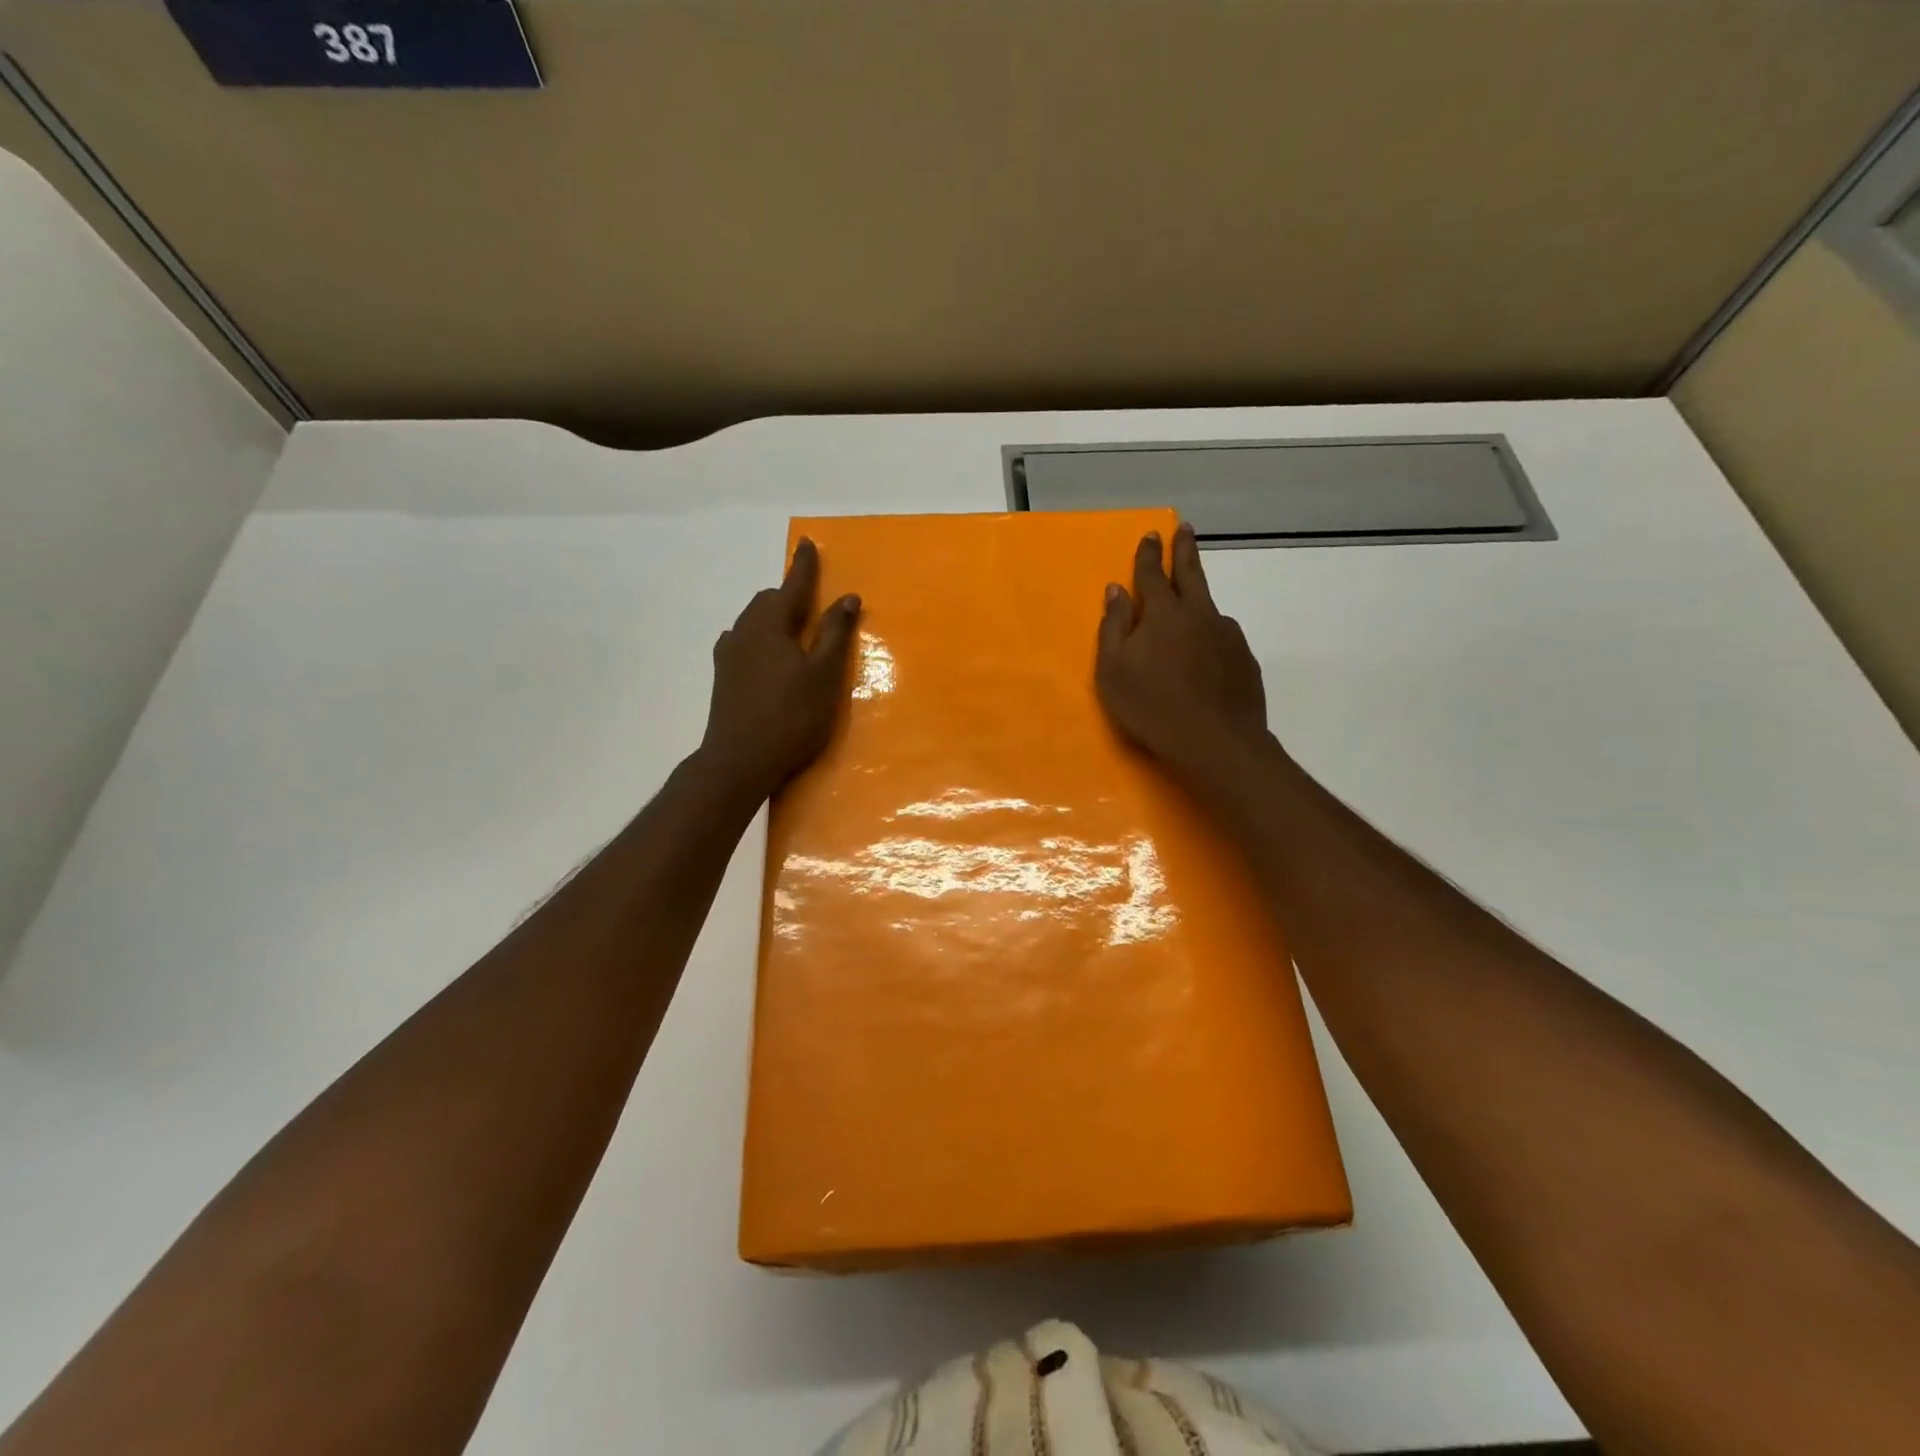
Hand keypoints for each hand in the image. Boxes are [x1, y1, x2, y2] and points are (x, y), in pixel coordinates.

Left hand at [699, 539, 860, 803]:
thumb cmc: (790, 716)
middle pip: (767, 601)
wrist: (738, 761)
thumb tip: (847, 597)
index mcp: (770, 625)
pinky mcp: (723, 676)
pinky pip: (743, 642)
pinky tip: (766, 655)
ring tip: (793, 629)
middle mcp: (744, 631)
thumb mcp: (823, 676)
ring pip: (753, 621)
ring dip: (773, 616)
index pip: (791, 585)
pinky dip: (760, 638)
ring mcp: (729, 654)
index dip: (804, 566)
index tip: (808, 544)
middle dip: (789, 594)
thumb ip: (834, 634)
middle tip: (812, 600)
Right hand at [1096, 523, 1272, 780]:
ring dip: (1199, 600)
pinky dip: (1211, 637)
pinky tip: (1207, 656)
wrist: (1214, 741)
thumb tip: (1116, 590)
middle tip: (1185, 528)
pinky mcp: (1245, 659)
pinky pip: (1223, 638)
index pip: (1152, 574)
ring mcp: (1227, 635)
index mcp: (1162, 614)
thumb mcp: (1113, 669)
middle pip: (1191, 574)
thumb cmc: (1151, 706)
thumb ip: (1113, 627)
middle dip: (1184, 549)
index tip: (1151, 534)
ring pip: (1209, 608)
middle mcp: (1198, 614)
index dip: (1149, 554)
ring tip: (1191, 611)